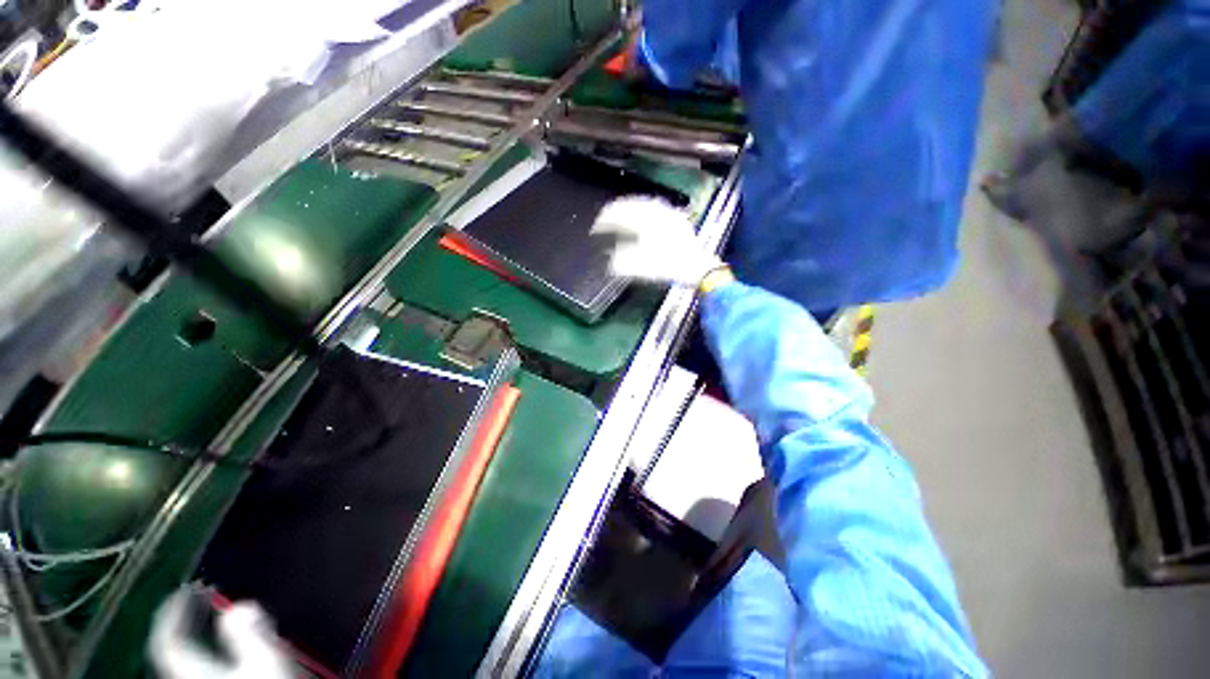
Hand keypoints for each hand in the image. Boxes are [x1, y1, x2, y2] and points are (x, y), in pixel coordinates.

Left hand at [149, 589, 294, 678]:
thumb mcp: (264, 665)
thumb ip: (250, 636)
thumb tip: (240, 605)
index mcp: (189, 671)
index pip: (166, 639)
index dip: (173, 612)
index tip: (188, 589)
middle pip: (170, 652)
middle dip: (182, 623)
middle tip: (200, 599)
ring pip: (182, 663)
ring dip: (192, 638)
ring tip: (207, 620)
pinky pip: (193, 670)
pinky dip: (201, 654)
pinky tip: (219, 653)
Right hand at [592, 197, 722, 286]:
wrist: (699, 269)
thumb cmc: (671, 268)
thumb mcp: (643, 267)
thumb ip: (623, 261)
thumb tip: (609, 258)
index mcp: (648, 221)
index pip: (622, 214)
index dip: (606, 220)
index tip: (596, 227)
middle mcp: (659, 213)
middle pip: (633, 205)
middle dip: (617, 210)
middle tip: (605, 216)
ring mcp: (670, 216)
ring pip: (645, 205)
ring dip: (631, 208)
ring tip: (621, 214)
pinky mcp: (678, 222)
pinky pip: (656, 209)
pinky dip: (645, 211)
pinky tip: (644, 217)